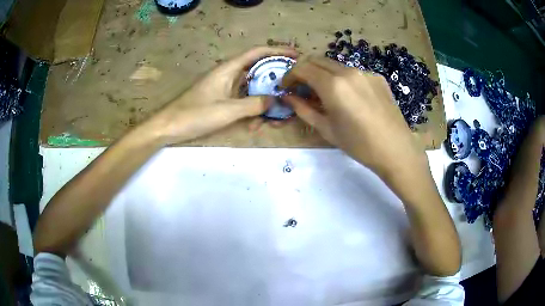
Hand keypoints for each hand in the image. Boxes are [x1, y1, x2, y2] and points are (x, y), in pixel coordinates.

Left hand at [151, 46, 297, 144]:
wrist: (169, 127)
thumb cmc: (195, 114)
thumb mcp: (227, 110)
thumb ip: (253, 105)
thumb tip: (274, 100)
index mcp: (229, 69)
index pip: (257, 53)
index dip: (277, 51)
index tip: (296, 55)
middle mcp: (230, 75)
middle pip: (259, 71)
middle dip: (276, 81)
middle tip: (294, 91)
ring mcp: (226, 89)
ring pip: (253, 90)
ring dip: (265, 102)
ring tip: (276, 119)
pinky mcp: (223, 101)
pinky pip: (244, 102)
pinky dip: (252, 111)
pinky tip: (255, 126)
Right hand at [282, 56, 425, 175]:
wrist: (395, 150)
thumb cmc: (358, 144)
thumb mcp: (326, 129)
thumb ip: (303, 109)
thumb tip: (287, 97)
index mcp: (333, 85)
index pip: (302, 68)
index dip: (290, 76)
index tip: (286, 87)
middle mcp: (348, 71)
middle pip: (317, 60)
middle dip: (304, 70)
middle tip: (300, 88)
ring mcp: (365, 72)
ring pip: (335, 65)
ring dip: (323, 74)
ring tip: (324, 93)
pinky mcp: (377, 78)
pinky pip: (353, 73)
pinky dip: (342, 79)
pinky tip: (348, 97)